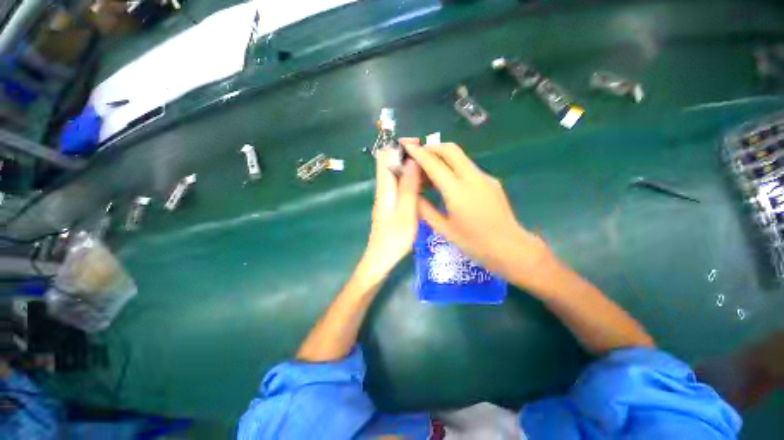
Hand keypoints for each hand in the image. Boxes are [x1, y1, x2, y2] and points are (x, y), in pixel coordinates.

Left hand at [358, 142, 421, 280]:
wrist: (381, 258)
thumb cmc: (394, 238)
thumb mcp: (406, 212)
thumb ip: (408, 186)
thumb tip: (412, 161)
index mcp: (384, 188)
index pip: (384, 157)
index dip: (399, 147)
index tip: (419, 147)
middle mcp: (383, 188)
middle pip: (390, 163)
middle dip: (408, 156)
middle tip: (429, 159)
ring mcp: (387, 196)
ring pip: (396, 174)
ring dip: (411, 168)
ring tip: (430, 170)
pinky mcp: (391, 204)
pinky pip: (400, 185)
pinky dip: (411, 180)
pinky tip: (423, 186)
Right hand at [401, 141, 548, 280]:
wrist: (511, 248)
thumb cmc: (474, 243)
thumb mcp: (444, 229)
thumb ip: (425, 210)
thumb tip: (412, 196)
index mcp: (458, 192)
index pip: (434, 165)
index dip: (418, 153)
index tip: (406, 146)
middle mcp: (472, 178)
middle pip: (451, 150)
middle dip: (432, 148)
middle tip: (418, 156)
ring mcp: (485, 178)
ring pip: (460, 157)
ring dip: (442, 157)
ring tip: (429, 172)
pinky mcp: (491, 181)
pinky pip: (468, 168)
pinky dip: (453, 168)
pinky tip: (448, 183)